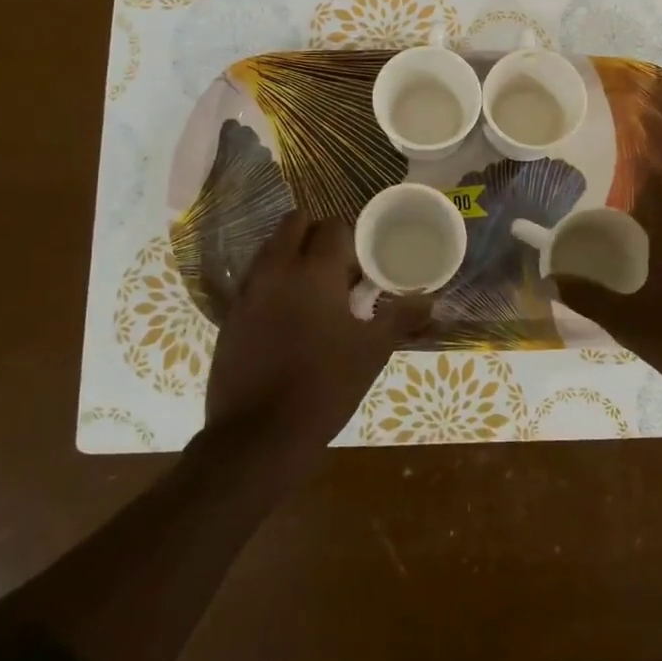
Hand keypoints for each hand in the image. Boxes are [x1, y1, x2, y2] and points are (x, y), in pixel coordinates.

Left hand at [202, 211, 432, 471]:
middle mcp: (276, 269)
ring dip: (293, 255)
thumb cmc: (325, 386)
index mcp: (314, 271)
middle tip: (337, 271)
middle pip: (295, 223)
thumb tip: (431, 299)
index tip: (363, 270)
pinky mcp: (230, 315)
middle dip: (317, 236)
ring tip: (314, 294)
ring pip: (271, 248)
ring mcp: (248, 291)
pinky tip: (288, 319)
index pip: (334, 226)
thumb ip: (401, 316)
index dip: (353, 241)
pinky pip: (255, 279)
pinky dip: (273, 283)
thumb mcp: (372, 351)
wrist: (259, 436)